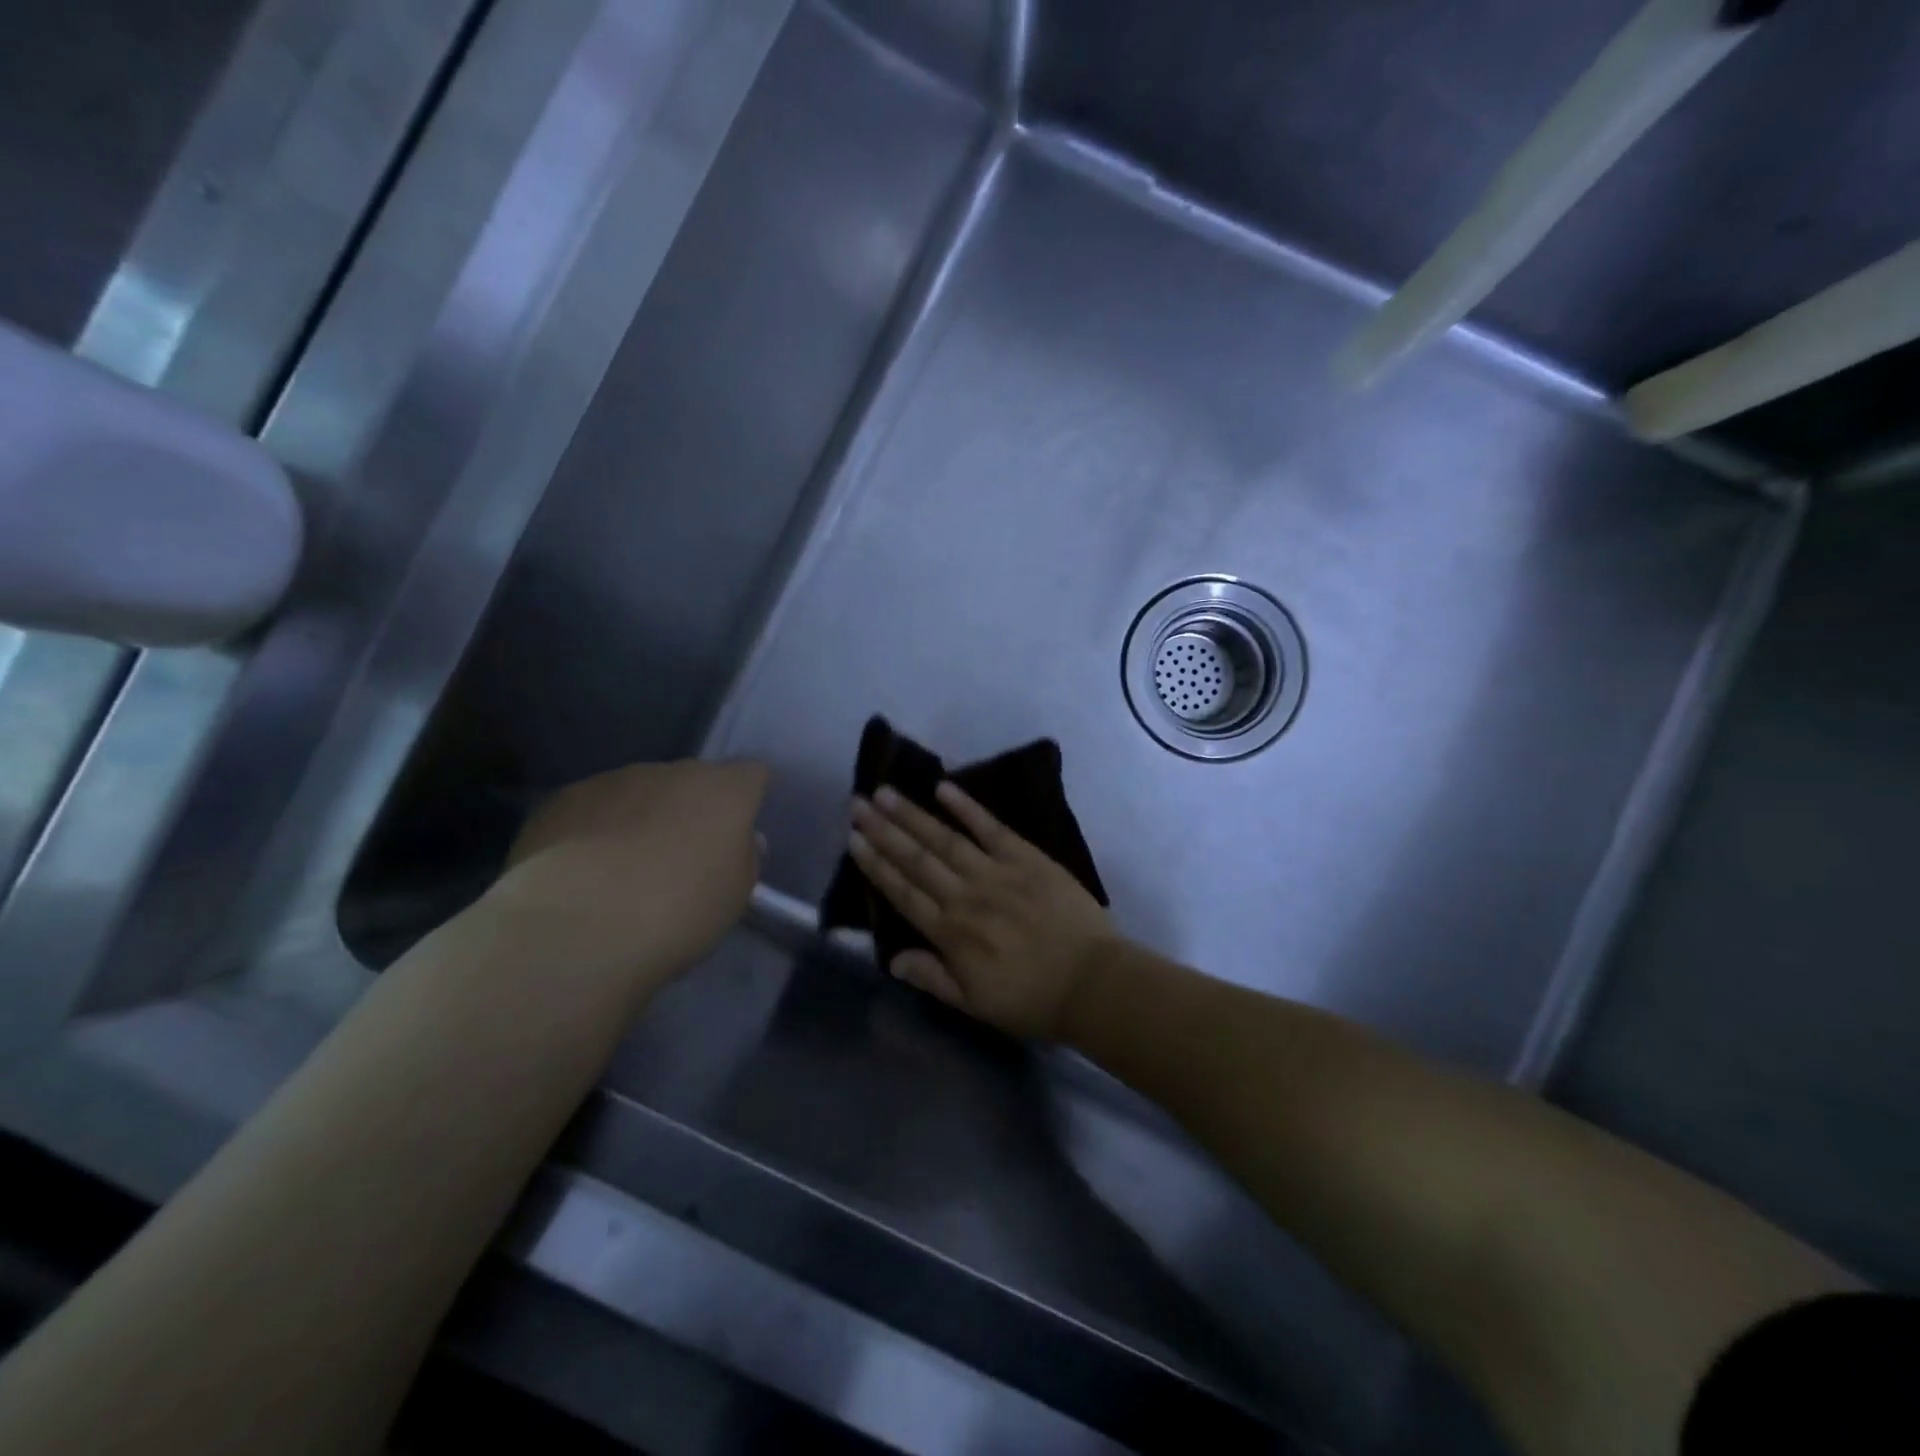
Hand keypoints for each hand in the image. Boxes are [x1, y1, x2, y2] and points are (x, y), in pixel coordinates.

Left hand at [484, 760, 768, 989]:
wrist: (577, 927)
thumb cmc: (677, 913)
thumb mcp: (735, 898)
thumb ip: (744, 859)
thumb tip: (742, 839)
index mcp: (725, 790)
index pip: (751, 774)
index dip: (747, 798)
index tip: (738, 832)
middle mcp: (674, 771)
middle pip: (693, 780)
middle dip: (692, 808)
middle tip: (683, 856)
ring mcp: (616, 779)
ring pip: (641, 791)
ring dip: (643, 817)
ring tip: (626, 868)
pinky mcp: (565, 798)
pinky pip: (595, 807)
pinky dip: (597, 828)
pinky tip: (584, 870)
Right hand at [848, 782, 1115, 1039]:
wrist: (1093, 982)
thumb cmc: (1032, 999)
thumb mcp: (975, 1004)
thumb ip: (932, 978)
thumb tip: (892, 958)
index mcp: (951, 934)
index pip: (903, 892)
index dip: (876, 865)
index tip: (853, 839)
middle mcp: (965, 897)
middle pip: (917, 859)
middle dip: (884, 830)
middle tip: (857, 803)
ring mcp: (996, 873)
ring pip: (945, 839)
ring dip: (913, 815)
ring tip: (885, 792)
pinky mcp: (1027, 858)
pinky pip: (991, 828)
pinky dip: (967, 808)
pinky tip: (944, 788)